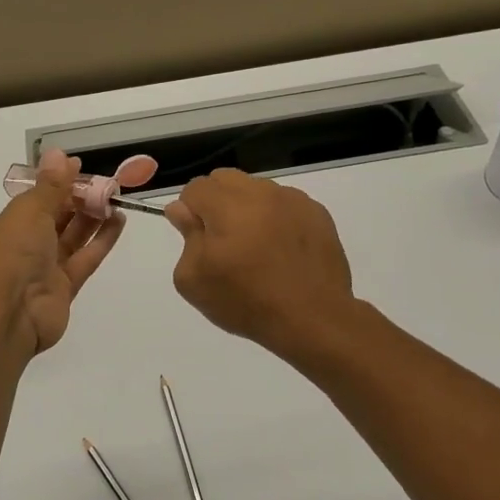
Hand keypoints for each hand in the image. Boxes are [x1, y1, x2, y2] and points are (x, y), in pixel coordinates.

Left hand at [0, 150, 125, 353]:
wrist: (6, 316)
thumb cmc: (11, 254)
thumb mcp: (29, 212)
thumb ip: (50, 186)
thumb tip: (59, 153)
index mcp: (9, 224)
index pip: (38, 198)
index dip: (59, 182)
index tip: (83, 168)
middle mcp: (26, 245)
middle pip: (57, 217)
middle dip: (80, 199)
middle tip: (109, 183)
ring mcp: (46, 268)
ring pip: (73, 237)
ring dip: (94, 217)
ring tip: (117, 198)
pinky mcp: (66, 288)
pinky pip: (86, 258)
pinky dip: (102, 240)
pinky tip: (119, 221)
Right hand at [166, 169, 355, 357]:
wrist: (312, 320)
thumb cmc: (246, 302)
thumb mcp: (194, 280)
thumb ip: (186, 236)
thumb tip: (182, 210)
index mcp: (228, 206)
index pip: (196, 187)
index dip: (191, 211)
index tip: (198, 239)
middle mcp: (261, 193)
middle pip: (225, 179)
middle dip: (216, 202)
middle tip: (224, 240)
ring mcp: (294, 200)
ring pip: (257, 189)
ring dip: (248, 208)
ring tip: (256, 247)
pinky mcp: (317, 213)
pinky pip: (286, 203)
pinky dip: (277, 218)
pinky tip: (282, 250)